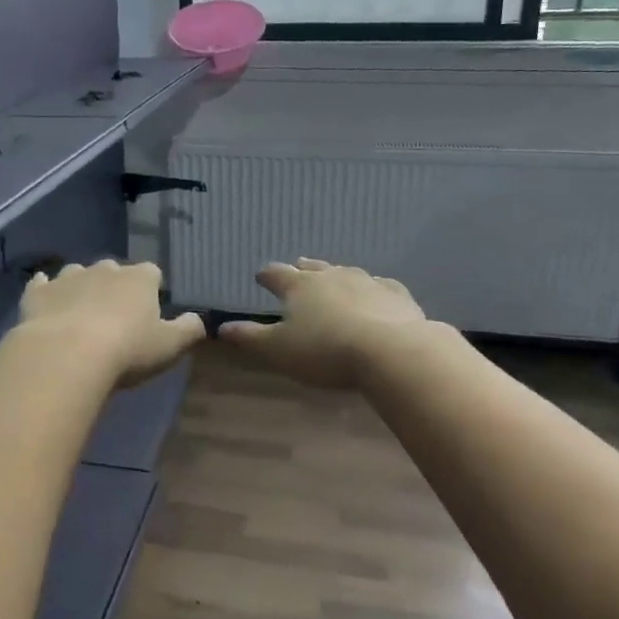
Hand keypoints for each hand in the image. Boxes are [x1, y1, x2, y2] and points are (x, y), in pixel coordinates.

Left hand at [18, 260, 206, 389]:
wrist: (66, 355)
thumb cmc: (126, 351)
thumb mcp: (170, 346)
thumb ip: (189, 330)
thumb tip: (199, 320)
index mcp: (139, 279)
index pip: (152, 274)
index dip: (152, 290)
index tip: (150, 310)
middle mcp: (104, 269)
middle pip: (114, 270)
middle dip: (115, 287)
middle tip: (115, 317)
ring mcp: (68, 277)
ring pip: (78, 274)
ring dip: (81, 287)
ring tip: (80, 313)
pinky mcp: (38, 292)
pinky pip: (42, 283)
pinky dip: (45, 289)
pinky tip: (44, 298)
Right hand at [219, 258, 433, 388]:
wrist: (390, 351)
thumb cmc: (325, 351)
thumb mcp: (277, 350)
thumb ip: (250, 338)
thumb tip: (221, 327)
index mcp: (299, 286)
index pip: (276, 274)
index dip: (266, 276)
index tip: (260, 276)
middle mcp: (331, 276)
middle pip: (312, 268)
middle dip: (301, 269)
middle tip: (297, 268)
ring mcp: (367, 282)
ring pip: (346, 273)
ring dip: (336, 276)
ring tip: (333, 279)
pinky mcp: (396, 295)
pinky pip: (381, 286)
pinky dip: (373, 289)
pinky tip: (376, 293)